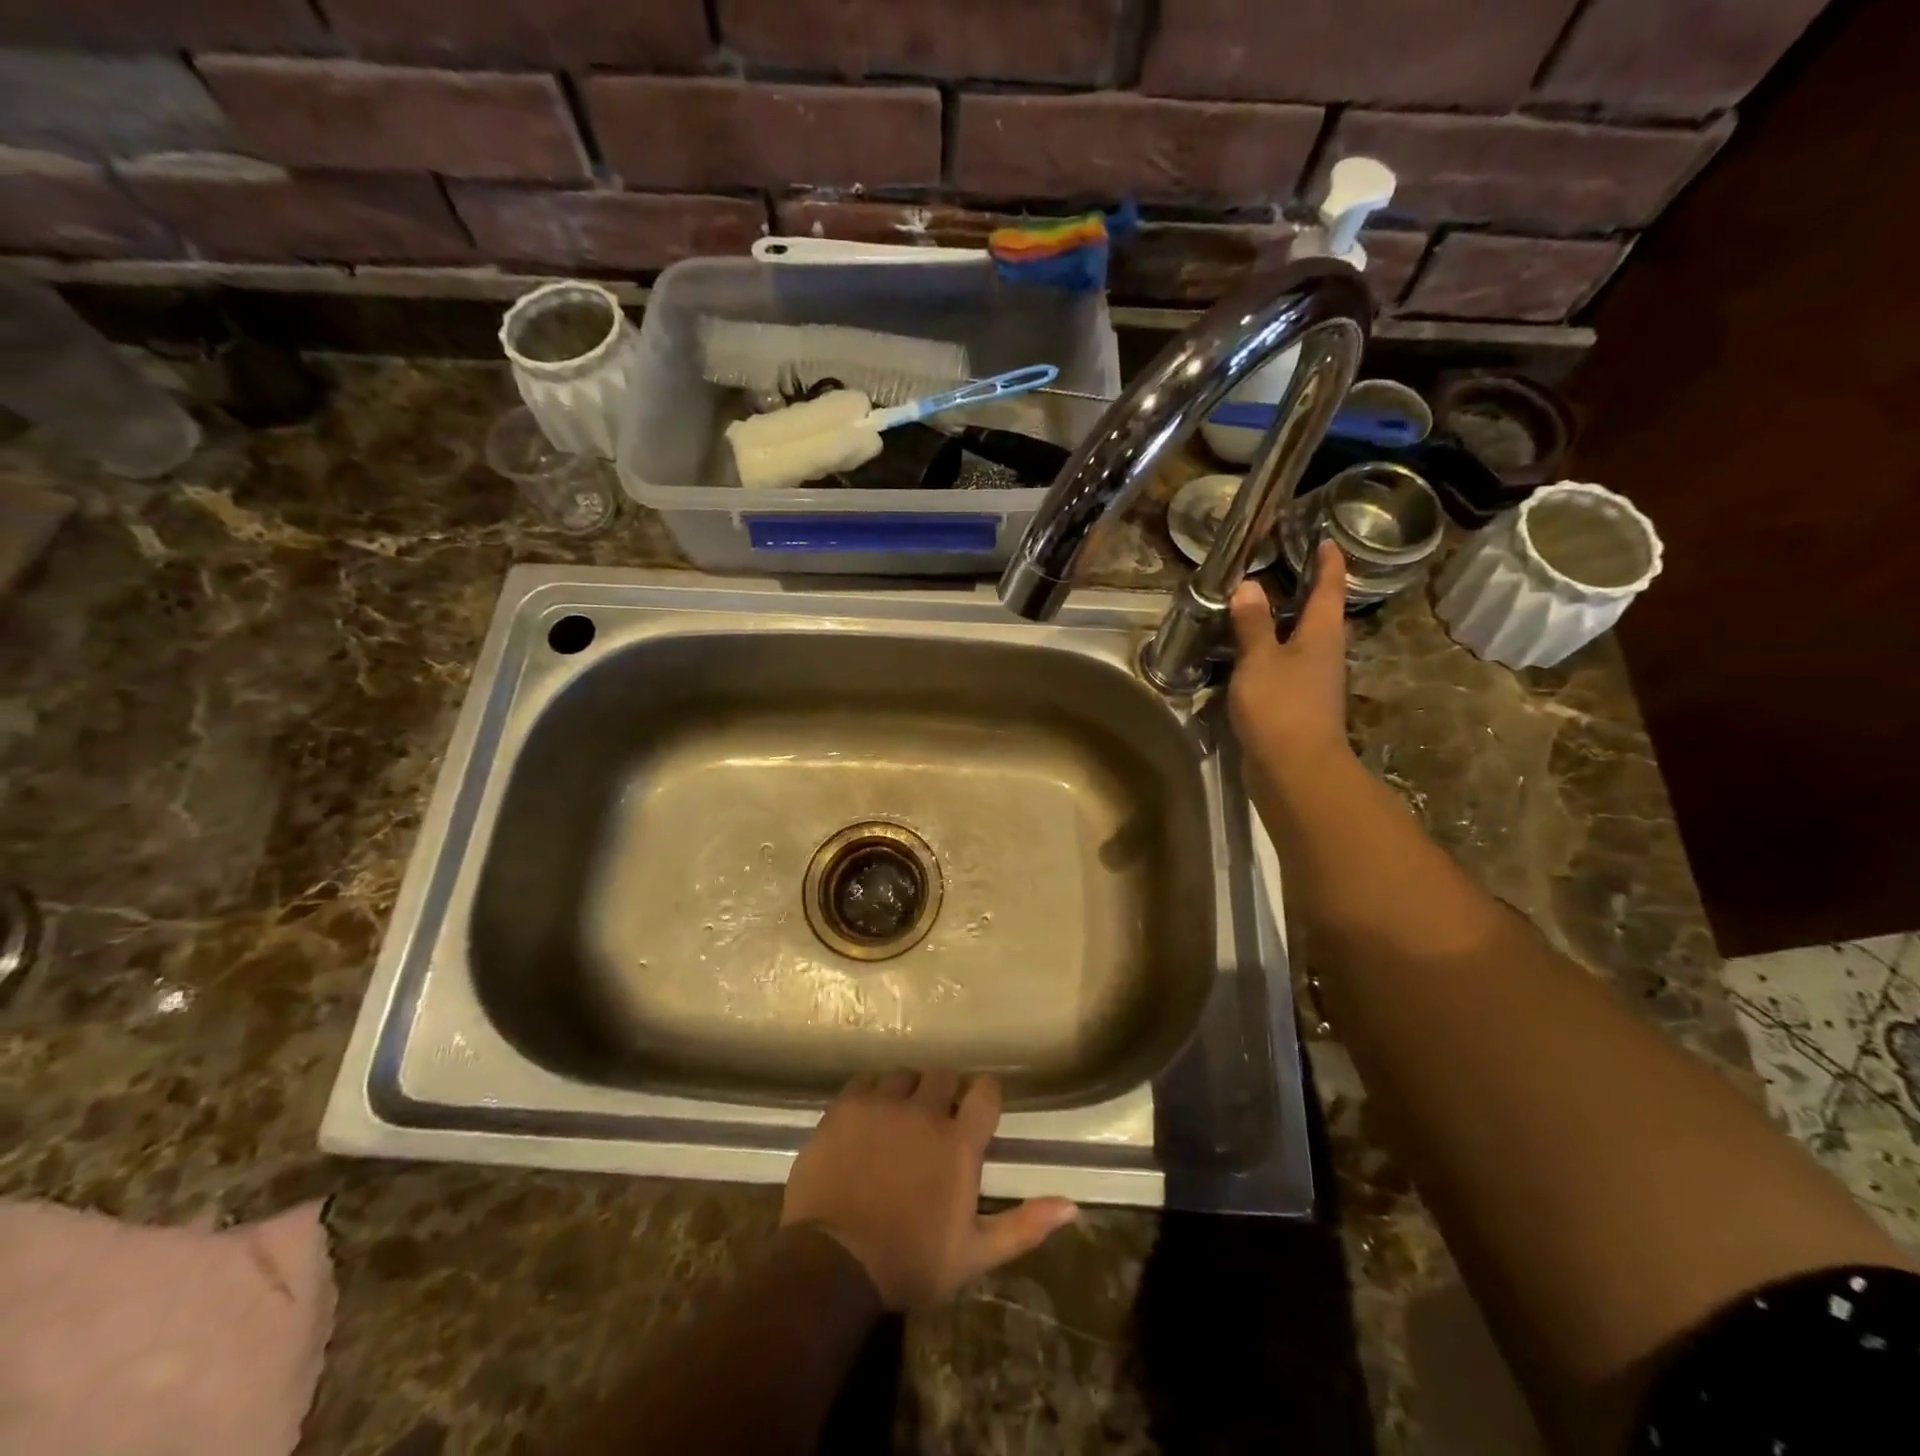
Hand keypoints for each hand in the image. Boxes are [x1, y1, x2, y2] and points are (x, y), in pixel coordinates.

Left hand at [781, 1071, 1077, 1309]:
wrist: (833, 1263)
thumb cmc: (909, 1262)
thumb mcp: (974, 1255)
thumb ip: (1024, 1226)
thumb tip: (1073, 1207)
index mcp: (959, 1142)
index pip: (986, 1091)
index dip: (985, 1096)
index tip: (979, 1110)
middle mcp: (924, 1111)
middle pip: (944, 1075)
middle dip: (947, 1092)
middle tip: (938, 1120)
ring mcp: (882, 1104)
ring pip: (905, 1075)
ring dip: (909, 1091)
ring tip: (901, 1118)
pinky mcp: (846, 1107)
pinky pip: (867, 1082)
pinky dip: (874, 1094)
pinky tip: (870, 1118)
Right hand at [1227, 540, 1352, 765]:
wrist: (1294, 770)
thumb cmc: (1281, 707)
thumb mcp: (1260, 660)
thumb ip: (1253, 624)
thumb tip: (1249, 587)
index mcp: (1321, 635)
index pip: (1329, 589)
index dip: (1328, 563)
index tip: (1325, 540)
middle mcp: (1323, 655)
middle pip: (1319, 616)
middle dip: (1305, 592)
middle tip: (1283, 568)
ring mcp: (1311, 683)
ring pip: (1299, 643)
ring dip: (1282, 625)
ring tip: (1256, 608)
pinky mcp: (1294, 706)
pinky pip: (1282, 668)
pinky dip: (1267, 654)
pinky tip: (1245, 655)